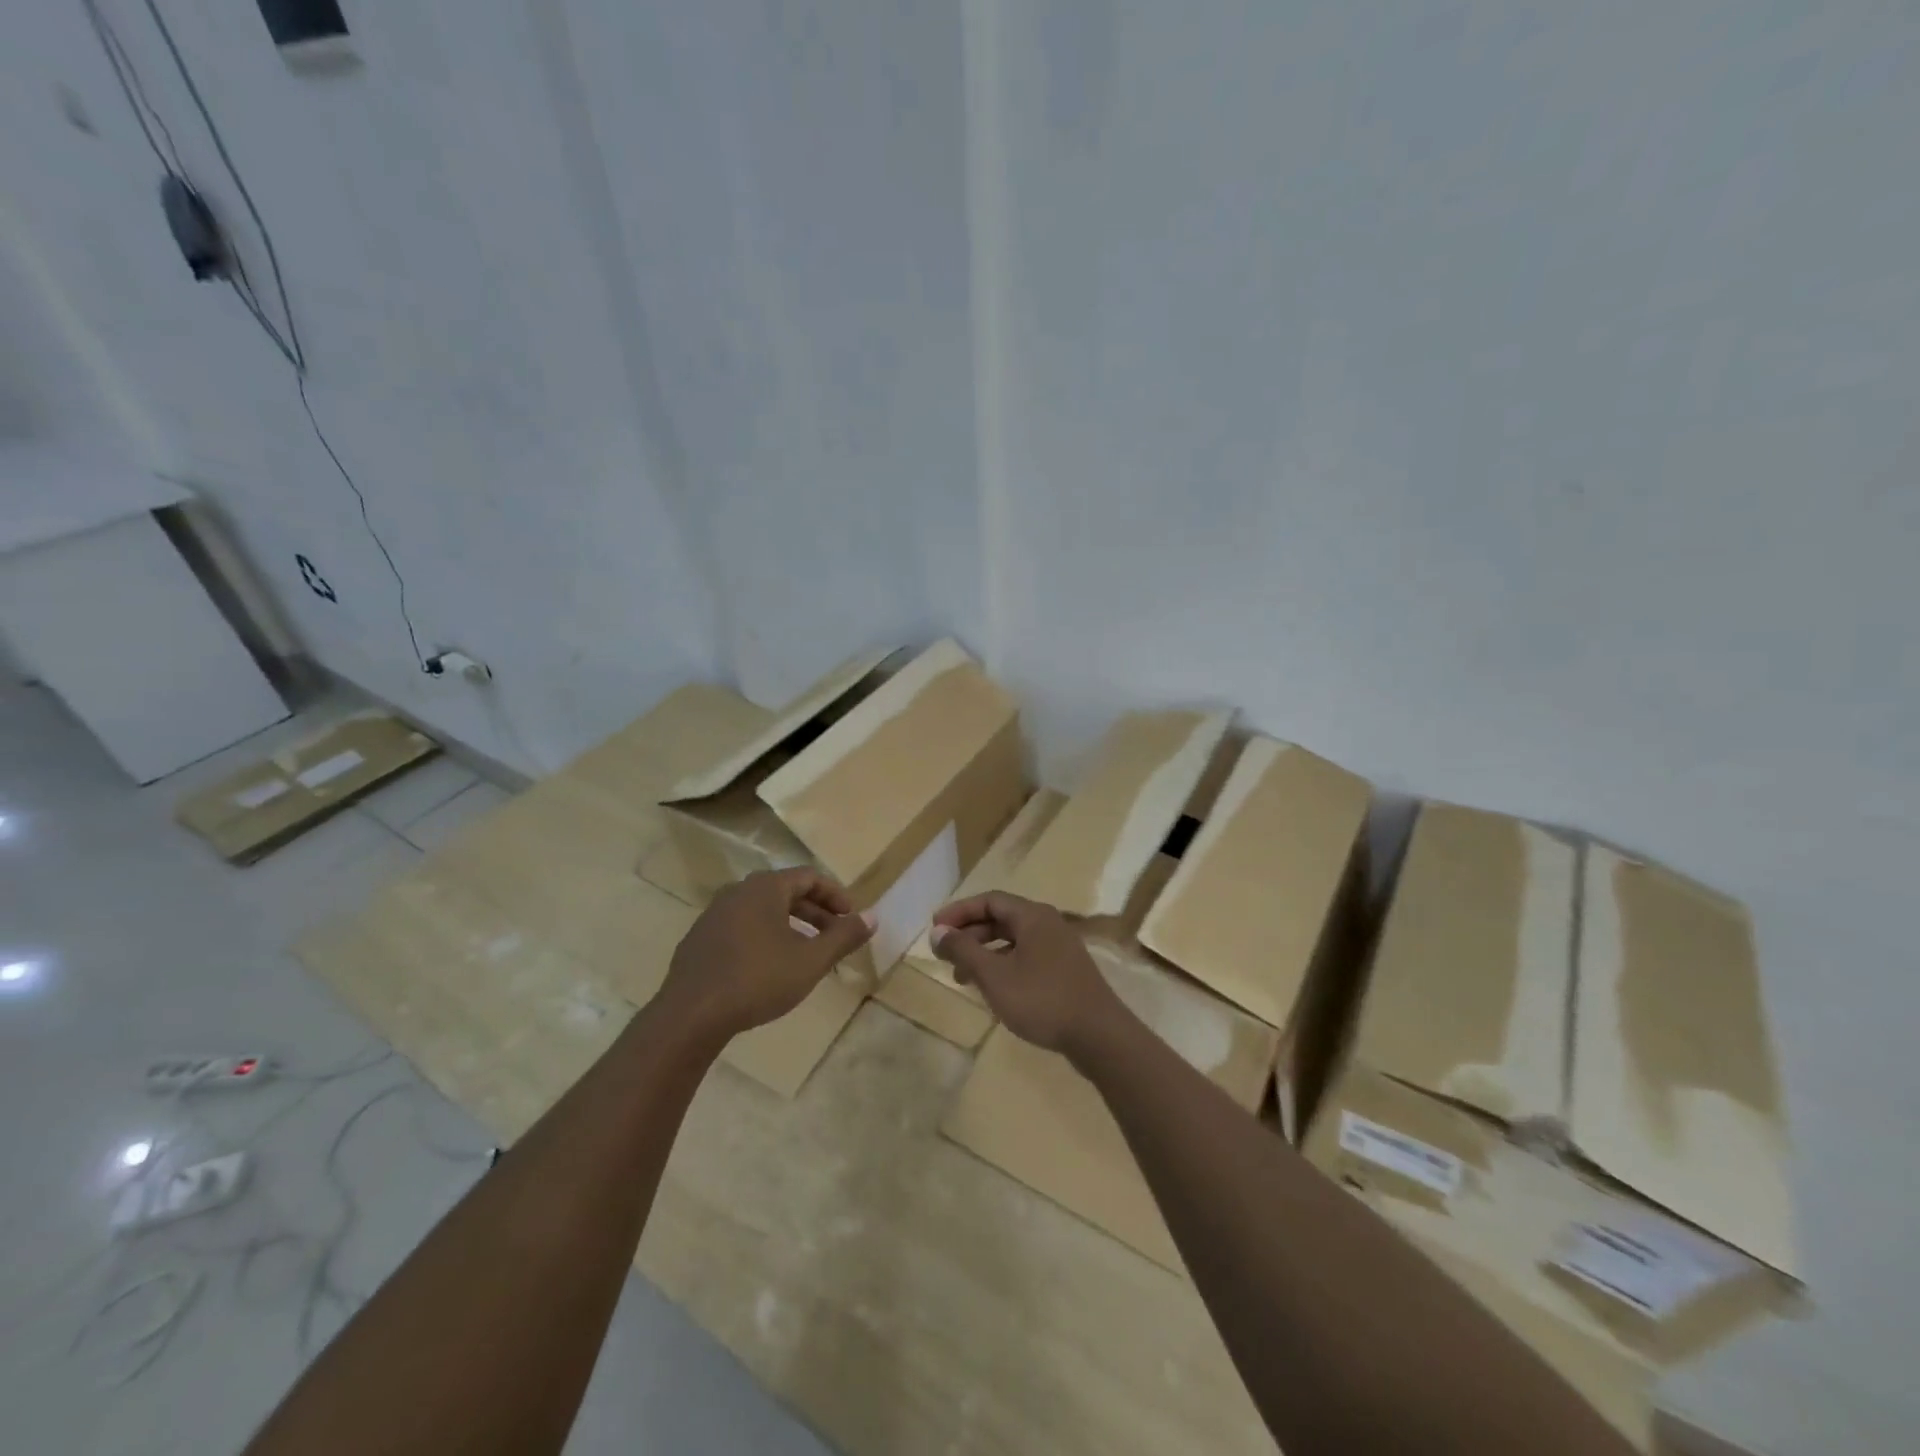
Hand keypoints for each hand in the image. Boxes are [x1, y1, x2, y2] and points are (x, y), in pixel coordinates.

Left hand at [662, 869, 874, 1040]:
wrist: (690, 1015)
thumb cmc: (757, 980)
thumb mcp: (810, 961)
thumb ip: (844, 936)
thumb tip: (873, 917)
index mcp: (765, 888)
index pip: (810, 877)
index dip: (836, 895)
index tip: (852, 918)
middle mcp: (738, 892)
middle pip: (786, 892)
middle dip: (816, 913)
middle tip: (836, 936)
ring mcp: (714, 915)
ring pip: (763, 911)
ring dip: (791, 926)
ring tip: (807, 953)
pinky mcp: (699, 940)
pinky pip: (742, 928)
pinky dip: (765, 937)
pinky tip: (770, 967)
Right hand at [930, 892, 1125, 1060]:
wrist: (1099, 1035)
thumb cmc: (1042, 999)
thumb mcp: (994, 976)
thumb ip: (964, 950)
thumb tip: (937, 931)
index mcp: (1033, 916)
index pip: (989, 900)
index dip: (959, 911)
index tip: (935, 928)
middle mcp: (1048, 924)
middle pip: (1001, 918)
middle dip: (970, 934)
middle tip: (944, 955)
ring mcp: (1059, 947)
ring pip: (1013, 940)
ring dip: (984, 953)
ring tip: (962, 978)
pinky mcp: (1065, 970)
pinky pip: (1026, 957)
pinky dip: (1003, 966)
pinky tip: (993, 990)